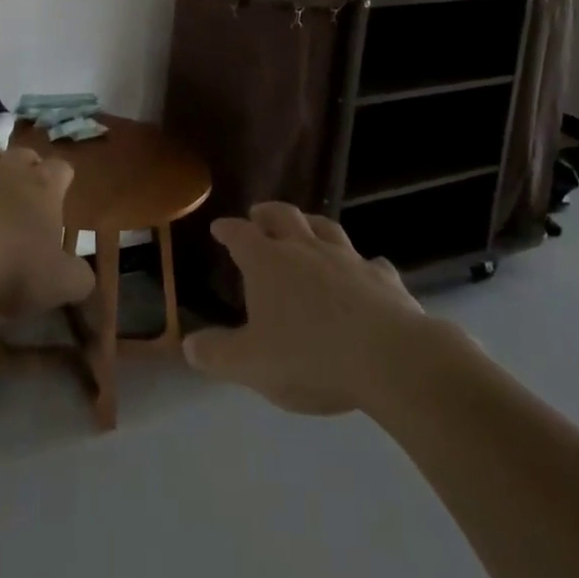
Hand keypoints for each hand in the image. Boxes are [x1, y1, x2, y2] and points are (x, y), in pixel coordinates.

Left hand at [0, 145, 94, 319]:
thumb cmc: (6, 268)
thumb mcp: (56, 285)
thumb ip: (78, 279)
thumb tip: (85, 277)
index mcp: (43, 186)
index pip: (62, 169)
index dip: (61, 184)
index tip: (58, 204)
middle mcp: (7, 168)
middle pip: (24, 156)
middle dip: (26, 173)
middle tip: (23, 205)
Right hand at [183, 203, 432, 414]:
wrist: (390, 358)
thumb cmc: (310, 356)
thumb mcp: (252, 364)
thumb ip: (218, 354)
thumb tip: (188, 346)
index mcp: (268, 262)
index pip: (240, 235)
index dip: (228, 229)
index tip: (219, 227)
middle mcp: (305, 248)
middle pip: (283, 216)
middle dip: (267, 213)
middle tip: (258, 213)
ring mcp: (347, 258)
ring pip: (326, 228)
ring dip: (312, 224)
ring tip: (307, 227)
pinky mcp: (382, 278)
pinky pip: (370, 263)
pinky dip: (362, 264)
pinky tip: (365, 271)